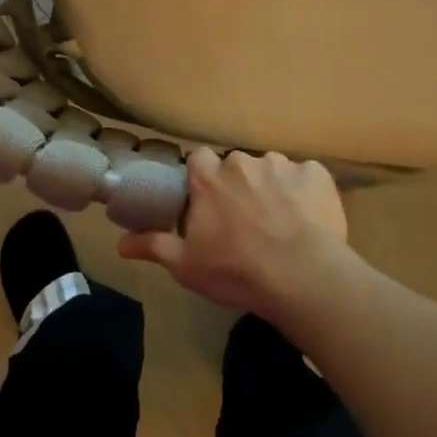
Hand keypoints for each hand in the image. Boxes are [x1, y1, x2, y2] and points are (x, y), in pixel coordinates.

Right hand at [118, 149, 347, 316]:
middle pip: (236, 166)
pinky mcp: (316, 174)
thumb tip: (120, 244)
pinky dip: (305, 192)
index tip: (208, 202)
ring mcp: (282, 164)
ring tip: (280, 222)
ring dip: (272, 188)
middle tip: (244, 220)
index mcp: (209, 178)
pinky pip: (307, 177)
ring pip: (272, 170)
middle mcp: (243, 161)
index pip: (198, 160)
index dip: (203, 179)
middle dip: (239, 186)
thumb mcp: (187, 265)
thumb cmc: (236, 270)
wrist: (301, 275)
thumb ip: (154, 246)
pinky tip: (308, 219)